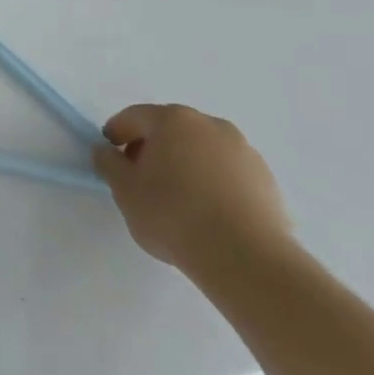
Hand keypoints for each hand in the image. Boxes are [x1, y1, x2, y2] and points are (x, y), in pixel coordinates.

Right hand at [92, 103, 293, 277]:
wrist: (246, 258)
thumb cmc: (173, 214)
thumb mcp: (124, 189)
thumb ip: (108, 163)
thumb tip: (106, 151)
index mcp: (173, 120)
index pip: (135, 116)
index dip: (117, 133)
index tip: (109, 155)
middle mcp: (211, 126)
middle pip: (171, 129)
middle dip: (152, 147)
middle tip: (140, 176)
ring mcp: (244, 151)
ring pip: (202, 149)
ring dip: (185, 163)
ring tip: (177, 198)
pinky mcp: (267, 180)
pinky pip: (227, 171)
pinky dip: (212, 181)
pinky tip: (206, 211)